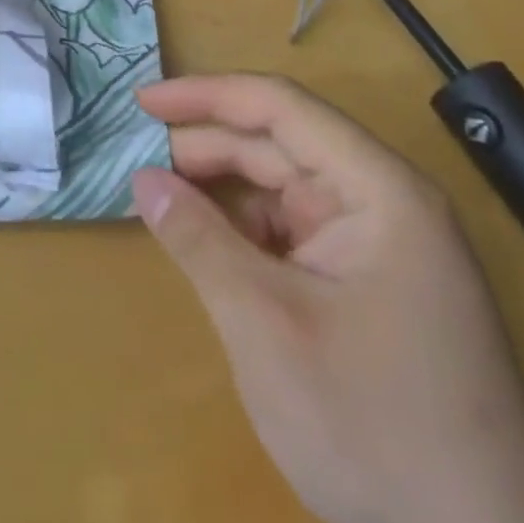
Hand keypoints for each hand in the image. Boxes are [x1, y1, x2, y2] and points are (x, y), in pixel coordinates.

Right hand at [132, 75, 523, 522]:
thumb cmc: (375, 427)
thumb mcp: (267, 326)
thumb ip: (199, 240)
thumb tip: (142, 179)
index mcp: (377, 188)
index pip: (279, 106)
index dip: (205, 94)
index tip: (143, 102)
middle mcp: (383, 201)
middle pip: (279, 145)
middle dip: (207, 148)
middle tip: (140, 161)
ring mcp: (381, 245)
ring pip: (284, 189)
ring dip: (223, 191)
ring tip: (164, 201)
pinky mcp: (371, 285)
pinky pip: (295, 233)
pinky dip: (247, 233)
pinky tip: (210, 248)